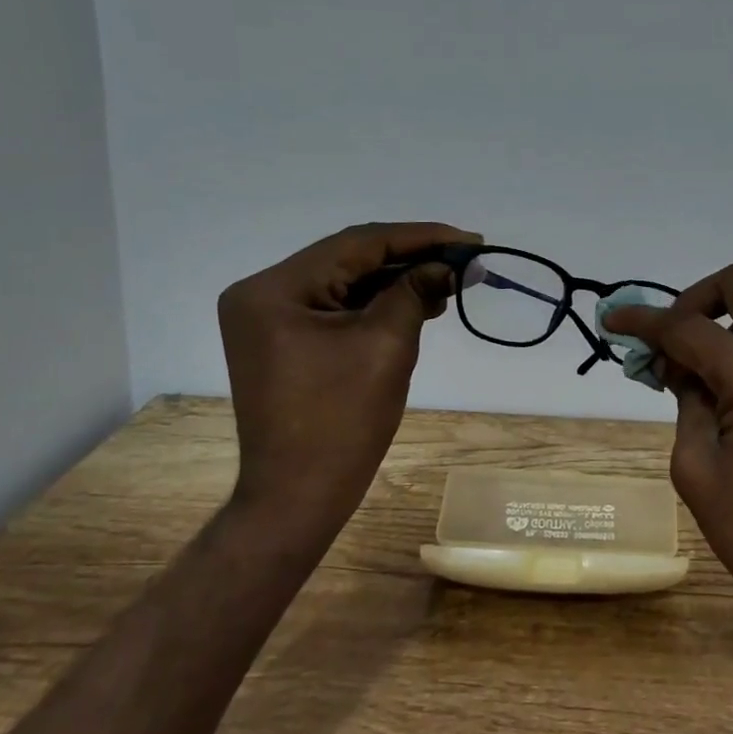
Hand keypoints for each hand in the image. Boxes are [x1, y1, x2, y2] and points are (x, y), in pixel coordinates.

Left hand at [219, 221, 479, 511]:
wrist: (299, 496)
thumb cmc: (342, 421)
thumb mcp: (386, 345)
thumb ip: (415, 291)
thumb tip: (449, 263)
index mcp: (276, 289)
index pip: (358, 244)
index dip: (420, 237)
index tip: (470, 239)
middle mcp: (263, 293)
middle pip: (349, 258)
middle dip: (410, 258)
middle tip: (464, 259)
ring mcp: (269, 318)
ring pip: (345, 282)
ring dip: (396, 281)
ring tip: (448, 282)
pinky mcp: (282, 340)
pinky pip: (336, 307)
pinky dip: (377, 304)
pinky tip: (417, 302)